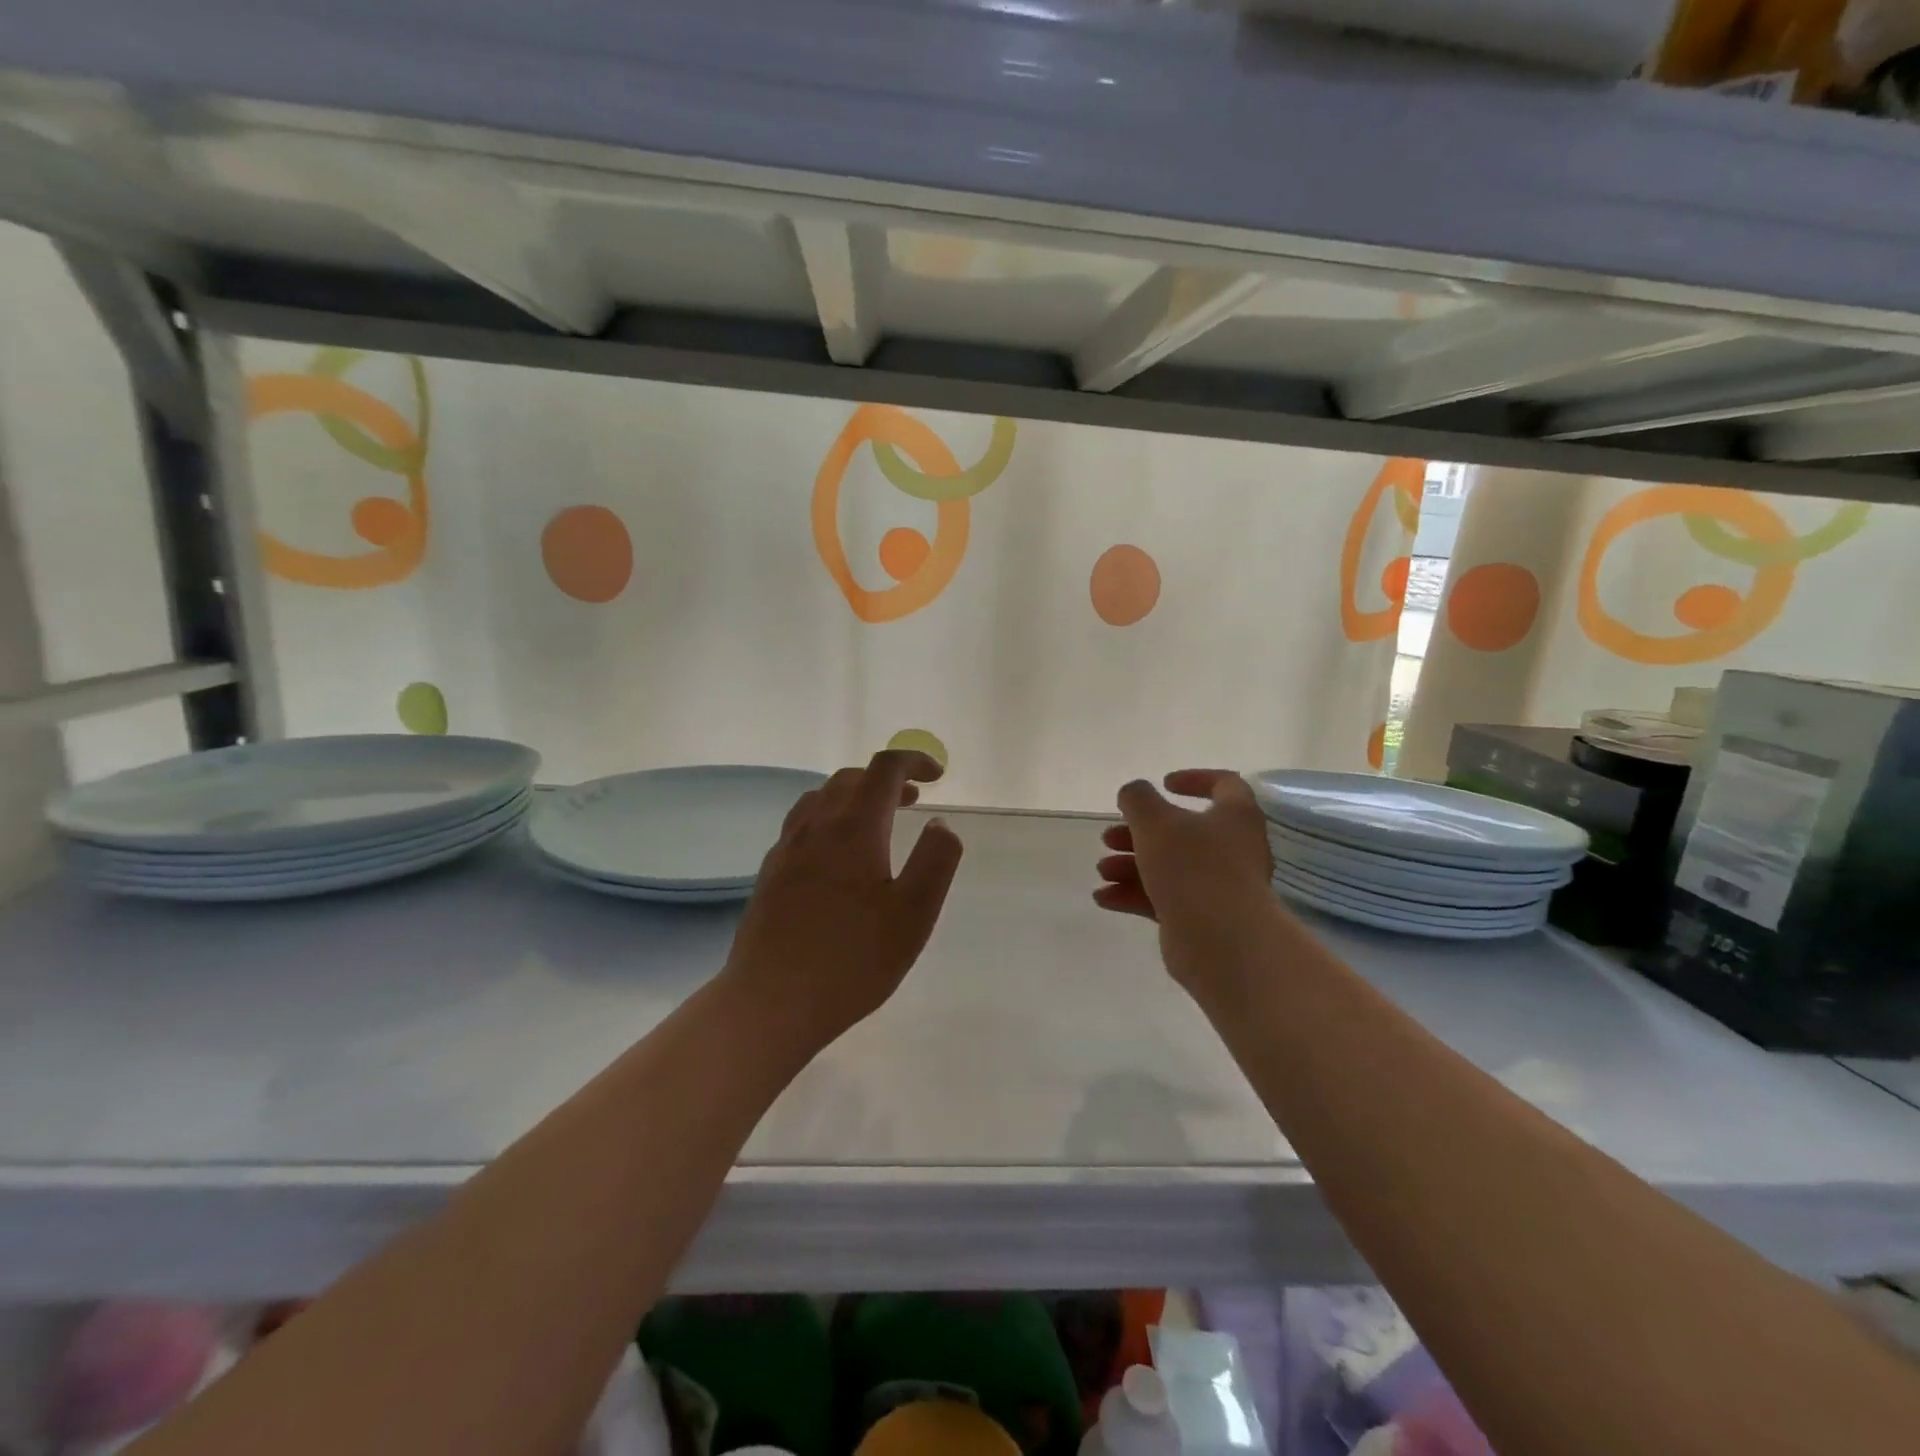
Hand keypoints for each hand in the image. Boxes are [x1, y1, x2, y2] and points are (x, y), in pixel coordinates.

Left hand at [723, 750, 963, 1045]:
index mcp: (854, 828)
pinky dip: (830, 818)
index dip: (914, 760)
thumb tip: (940, 822)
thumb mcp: (914, 913)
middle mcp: (816, 826)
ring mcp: (787, 848)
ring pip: (821, 798)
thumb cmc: (852, 959)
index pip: (884, 769)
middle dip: (886, 778)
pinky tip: (838, 854)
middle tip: (914, 798)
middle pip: (850, 778)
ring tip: (878, 819)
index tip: (938, 774)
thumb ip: (936, 859)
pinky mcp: (770, 873)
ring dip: (855, 796)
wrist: (770, 1001)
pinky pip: (803, 824)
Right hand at [1095, 769, 1278, 992]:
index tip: (1163, 784)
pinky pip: (1165, 898)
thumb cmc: (1192, 867)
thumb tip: (1135, 793)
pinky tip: (1104, 898)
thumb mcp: (1154, 821)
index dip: (1193, 779)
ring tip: (1102, 870)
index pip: (1224, 784)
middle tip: (1109, 837)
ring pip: (1170, 866)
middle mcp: (1233, 848)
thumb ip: (1137, 799)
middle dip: (1139, 833)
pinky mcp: (1203, 917)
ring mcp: (1219, 886)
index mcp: (1235, 815)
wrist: (1222, 941)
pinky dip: (1135, 894)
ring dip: (1131, 864)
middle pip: (1182, 831)